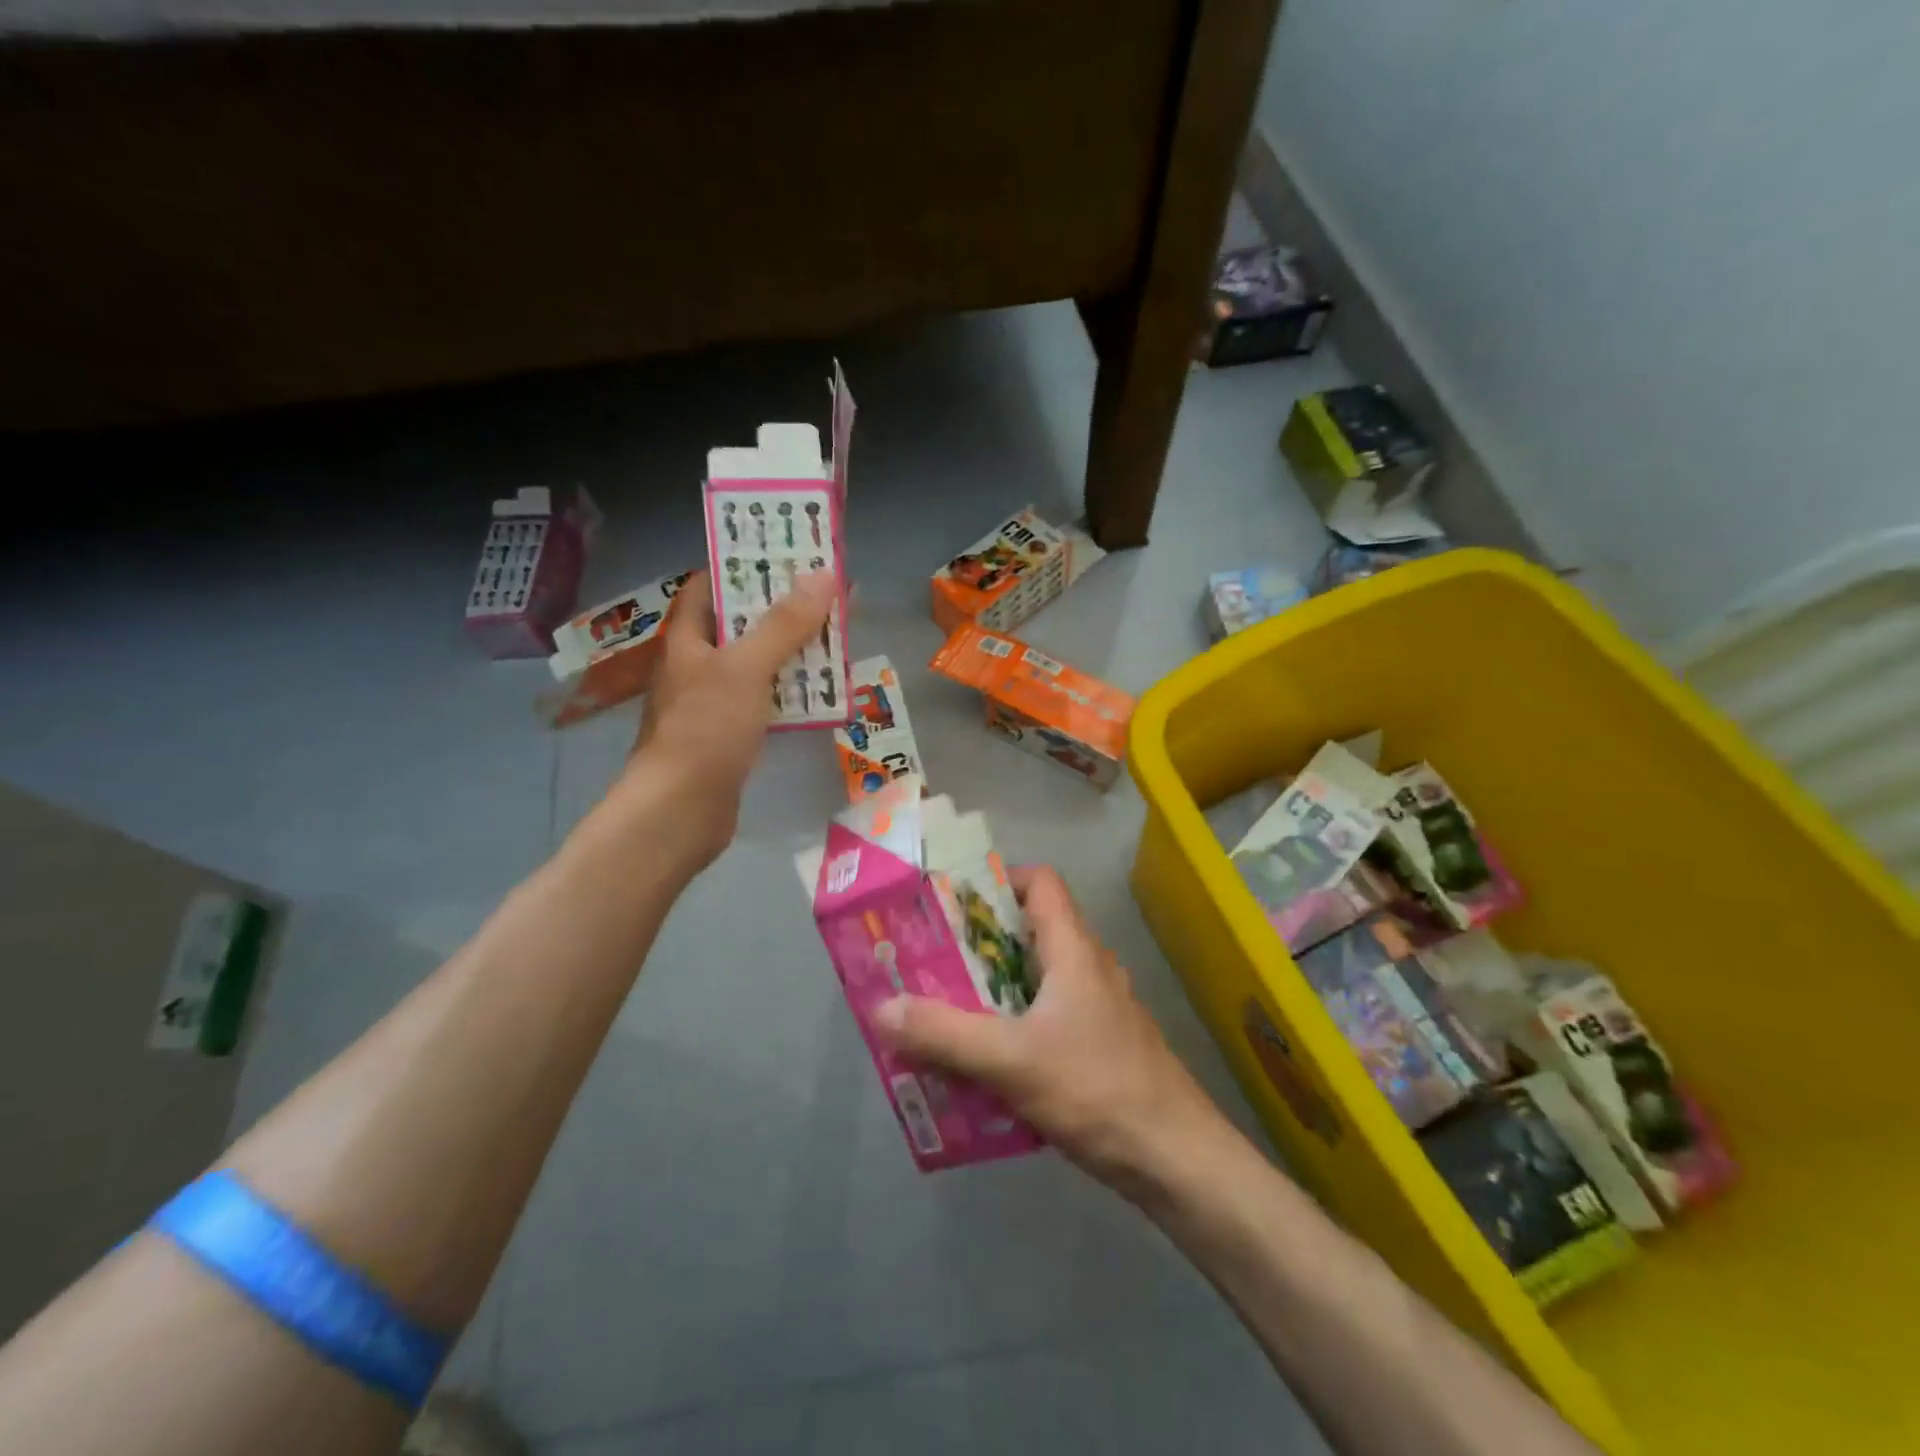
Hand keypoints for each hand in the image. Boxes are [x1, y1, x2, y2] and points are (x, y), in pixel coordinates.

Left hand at [621, 568, 835, 863]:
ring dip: (793, 651)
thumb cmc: (705, 730)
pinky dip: (792, 691)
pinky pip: (766, 700)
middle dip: (781, 608)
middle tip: (826, 593)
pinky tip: (824, 691)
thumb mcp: (746, 668)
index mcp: (689, 639)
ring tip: (835, 635)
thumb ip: (784, 624)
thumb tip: (824, 575)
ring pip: (758, 664)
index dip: (742, 566)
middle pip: (740, 624)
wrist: (681, 811)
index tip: (784, 554)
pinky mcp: (731, 735)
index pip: (708, 586)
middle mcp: (698, 665)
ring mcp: (714, 702)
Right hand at [871, 866, 1225, 1193]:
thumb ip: (944, 1034)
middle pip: (1030, 932)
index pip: (1041, 883)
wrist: (1176, 1160)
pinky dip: (1012, 1027)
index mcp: (1074, 950)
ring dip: (992, 991)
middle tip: (929, 961)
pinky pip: (1046, 1019)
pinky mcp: (1100, 1047)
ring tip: (943, 1010)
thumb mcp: (1011, 1060)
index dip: (998, 881)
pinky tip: (982, 1064)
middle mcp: (1089, 968)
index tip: (951, 904)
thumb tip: (881, 1008)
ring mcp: (1098, 1010)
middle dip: (978, 944)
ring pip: (1036, 981)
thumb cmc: (1097, 1090)